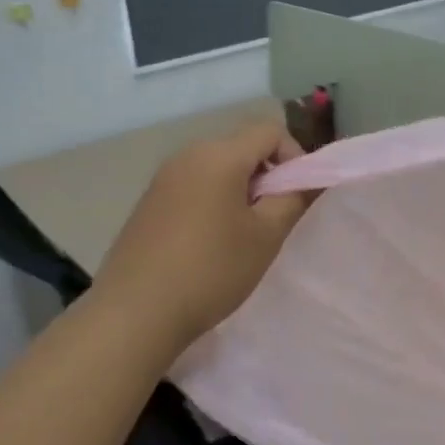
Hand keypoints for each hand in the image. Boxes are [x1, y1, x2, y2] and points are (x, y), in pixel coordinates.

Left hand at [94, 120, 312, 352]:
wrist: (135, 313)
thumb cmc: (211, 270)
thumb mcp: (266, 236)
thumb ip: (294, 198)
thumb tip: (309, 179)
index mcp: (218, 155)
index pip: (270, 131)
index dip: (294, 157)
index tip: (296, 197)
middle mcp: (188, 155)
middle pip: (243, 147)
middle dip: (267, 176)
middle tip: (274, 219)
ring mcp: (163, 178)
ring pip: (218, 168)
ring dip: (241, 191)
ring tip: (244, 235)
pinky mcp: (149, 202)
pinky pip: (194, 186)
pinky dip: (214, 202)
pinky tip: (210, 244)